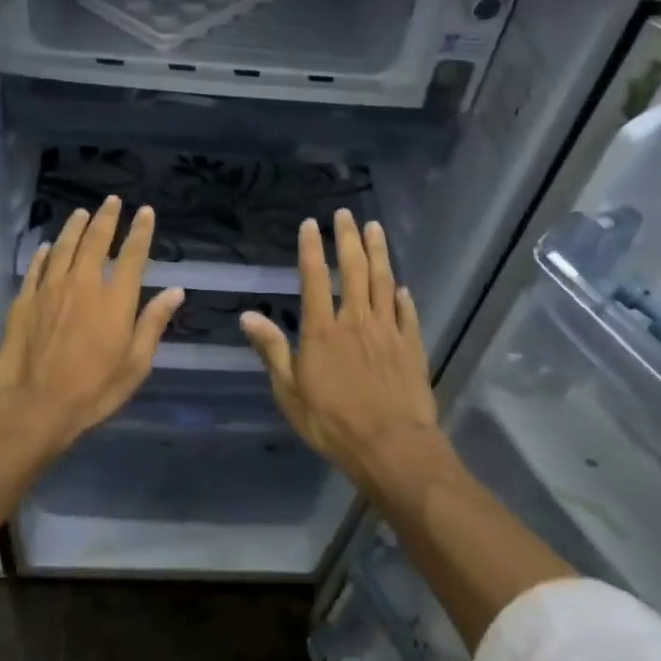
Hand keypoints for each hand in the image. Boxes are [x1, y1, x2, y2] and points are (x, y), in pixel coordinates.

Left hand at [0, 195, 183, 452]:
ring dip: (75, 227)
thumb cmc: (95, 389)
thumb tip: (175, 291)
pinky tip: (48, 246)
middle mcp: (84, 284)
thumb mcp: (136, 363)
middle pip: (96, 241)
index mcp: (116, 299)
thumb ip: (153, 323)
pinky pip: (37, 268)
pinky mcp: (25, 301)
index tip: (145, 211)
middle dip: (106, 218)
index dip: (140, 231)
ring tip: (82, 212)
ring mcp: (50, 289)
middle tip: (112, 201)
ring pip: (64, 247)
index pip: (132, 255)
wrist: (37, 405)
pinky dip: (45, 253)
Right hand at [240, 208, 437, 482]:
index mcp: (323, 330)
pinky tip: (402, 286)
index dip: (312, 249)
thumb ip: (272, 349)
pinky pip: (407, 314)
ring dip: (379, 252)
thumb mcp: (290, 391)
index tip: (311, 224)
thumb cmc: (332, 423)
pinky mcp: (412, 347)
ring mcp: (388, 332)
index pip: (315, 278)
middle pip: (354, 270)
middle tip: (346, 214)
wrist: (391, 446)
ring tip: (375, 228)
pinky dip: (403, 297)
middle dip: (348, 238)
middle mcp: (356, 321)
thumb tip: (248, 315)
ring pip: (383, 282)